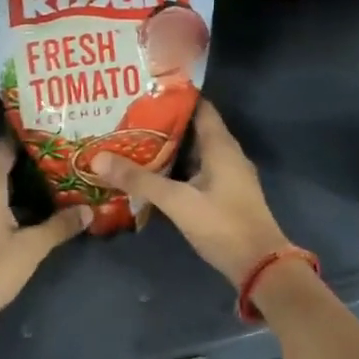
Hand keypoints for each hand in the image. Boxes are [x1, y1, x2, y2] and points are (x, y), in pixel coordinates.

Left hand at [0, 139, 90, 327]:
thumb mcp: (31, 248)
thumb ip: (60, 225)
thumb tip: (88, 210)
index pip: (5, 145)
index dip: (28, 136)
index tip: (53, 130)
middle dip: (28, 160)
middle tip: (61, 156)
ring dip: (17, 183)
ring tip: (50, 181)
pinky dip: (5, 200)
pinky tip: (26, 211)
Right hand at [93, 101, 294, 287]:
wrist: (260, 266)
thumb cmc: (222, 225)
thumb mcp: (177, 201)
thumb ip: (140, 180)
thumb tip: (98, 158)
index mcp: (221, 145)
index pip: (198, 107)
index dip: (173, 97)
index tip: (143, 92)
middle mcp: (227, 154)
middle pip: (193, 129)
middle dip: (163, 124)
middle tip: (128, 118)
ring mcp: (228, 176)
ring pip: (194, 152)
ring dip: (168, 148)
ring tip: (133, 142)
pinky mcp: (224, 195)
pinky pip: (197, 171)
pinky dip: (176, 169)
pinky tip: (152, 175)